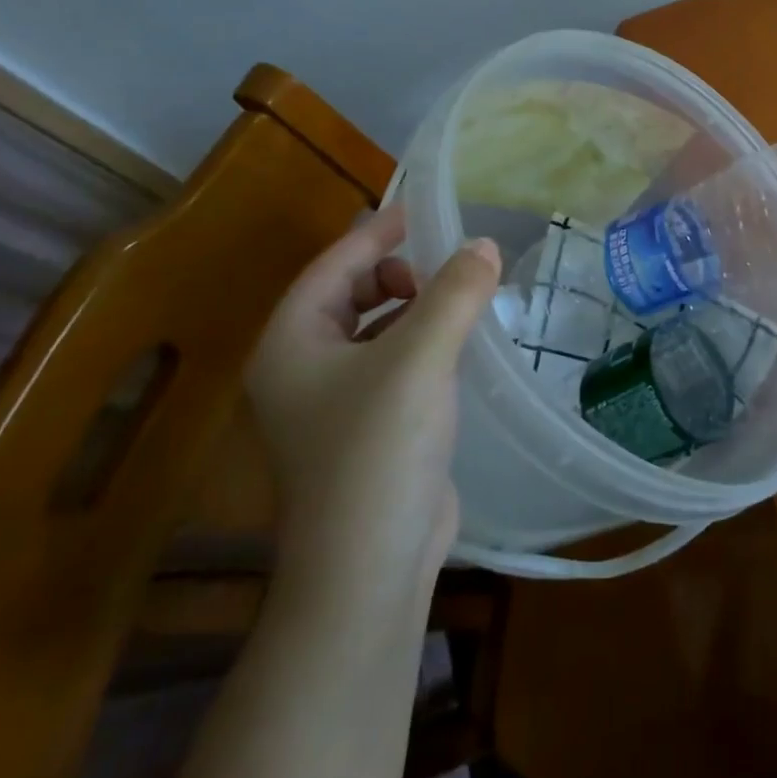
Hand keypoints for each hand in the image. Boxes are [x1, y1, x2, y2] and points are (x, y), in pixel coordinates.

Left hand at [246, 200, 500, 610]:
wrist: (370, 567)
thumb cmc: (379, 449)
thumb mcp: (420, 358)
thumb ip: (455, 292)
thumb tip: (484, 244)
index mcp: (292, 343)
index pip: (332, 265)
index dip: (376, 232)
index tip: (420, 211)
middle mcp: (302, 368)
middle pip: (349, 293)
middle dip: (397, 271)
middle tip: (445, 267)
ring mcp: (331, 404)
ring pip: (373, 329)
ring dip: (413, 307)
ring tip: (459, 301)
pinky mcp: (366, 429)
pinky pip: (392, 362)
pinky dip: (421, 342)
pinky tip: (457, 347)